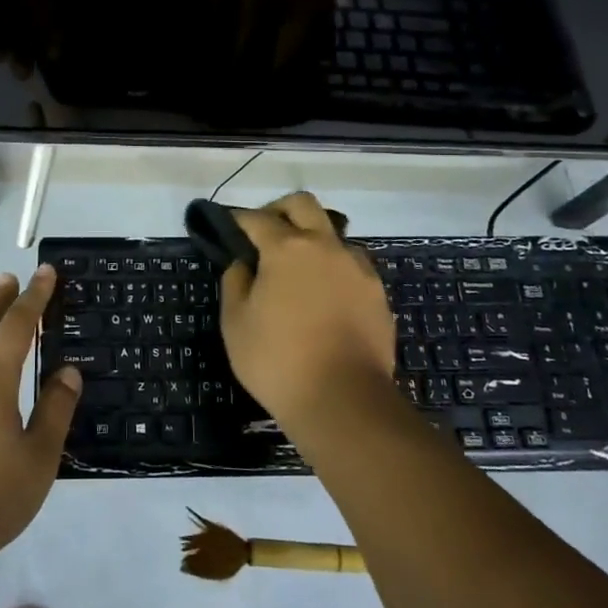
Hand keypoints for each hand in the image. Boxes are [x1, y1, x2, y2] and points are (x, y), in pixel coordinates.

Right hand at [219, 193, 397, 431]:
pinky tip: (325, 297)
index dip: (239, 219)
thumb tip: (244, 264)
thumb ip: (235, 283)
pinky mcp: (377, 293)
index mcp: (287, 248)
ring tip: (299, 270)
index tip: (229, 227)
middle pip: (303, 205)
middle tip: (264, 234)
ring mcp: (357, 268)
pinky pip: (352, 266)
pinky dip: (334, 269)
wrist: (344, 401)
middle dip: (279, 210)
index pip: (257, 218)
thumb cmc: (278, 360)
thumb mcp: (235, 323)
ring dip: (313, 240)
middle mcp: (325, 247)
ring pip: (333, 235)